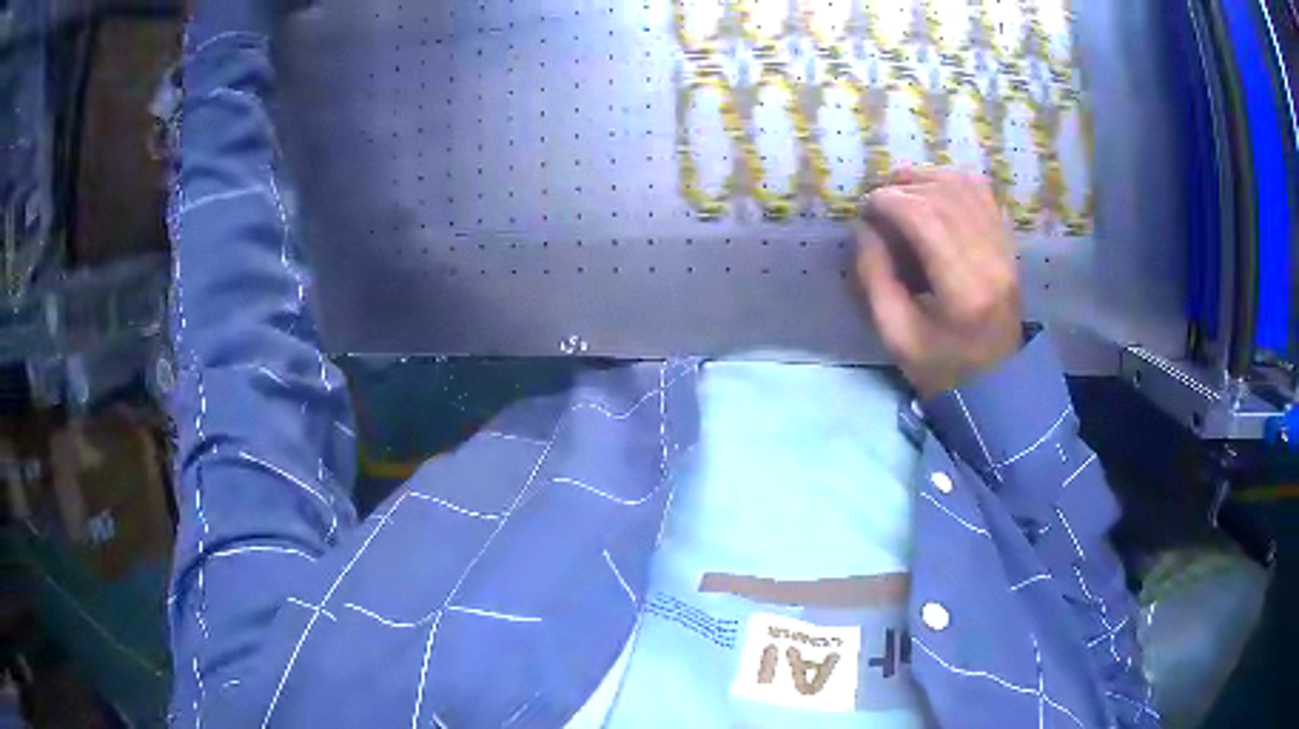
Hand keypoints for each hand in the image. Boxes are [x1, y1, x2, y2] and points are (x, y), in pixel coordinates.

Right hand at [855, 168, 1022, 398]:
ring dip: (928, 177)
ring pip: (966, 186)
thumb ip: (875, 277)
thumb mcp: (895, 335)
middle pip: (944, 195)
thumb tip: (866, 227)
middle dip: (903, 186)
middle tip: (880, 199)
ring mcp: (1006, 250)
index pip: (924, 216)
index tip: (866, 208)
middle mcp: (991, 260)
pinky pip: (985, 195)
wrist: (995, 385)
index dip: (888, 200)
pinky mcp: (1010, 246)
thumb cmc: (942, 369)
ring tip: (902, 188)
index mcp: (963, 289)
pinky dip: (955, 182)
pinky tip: (934, 190)